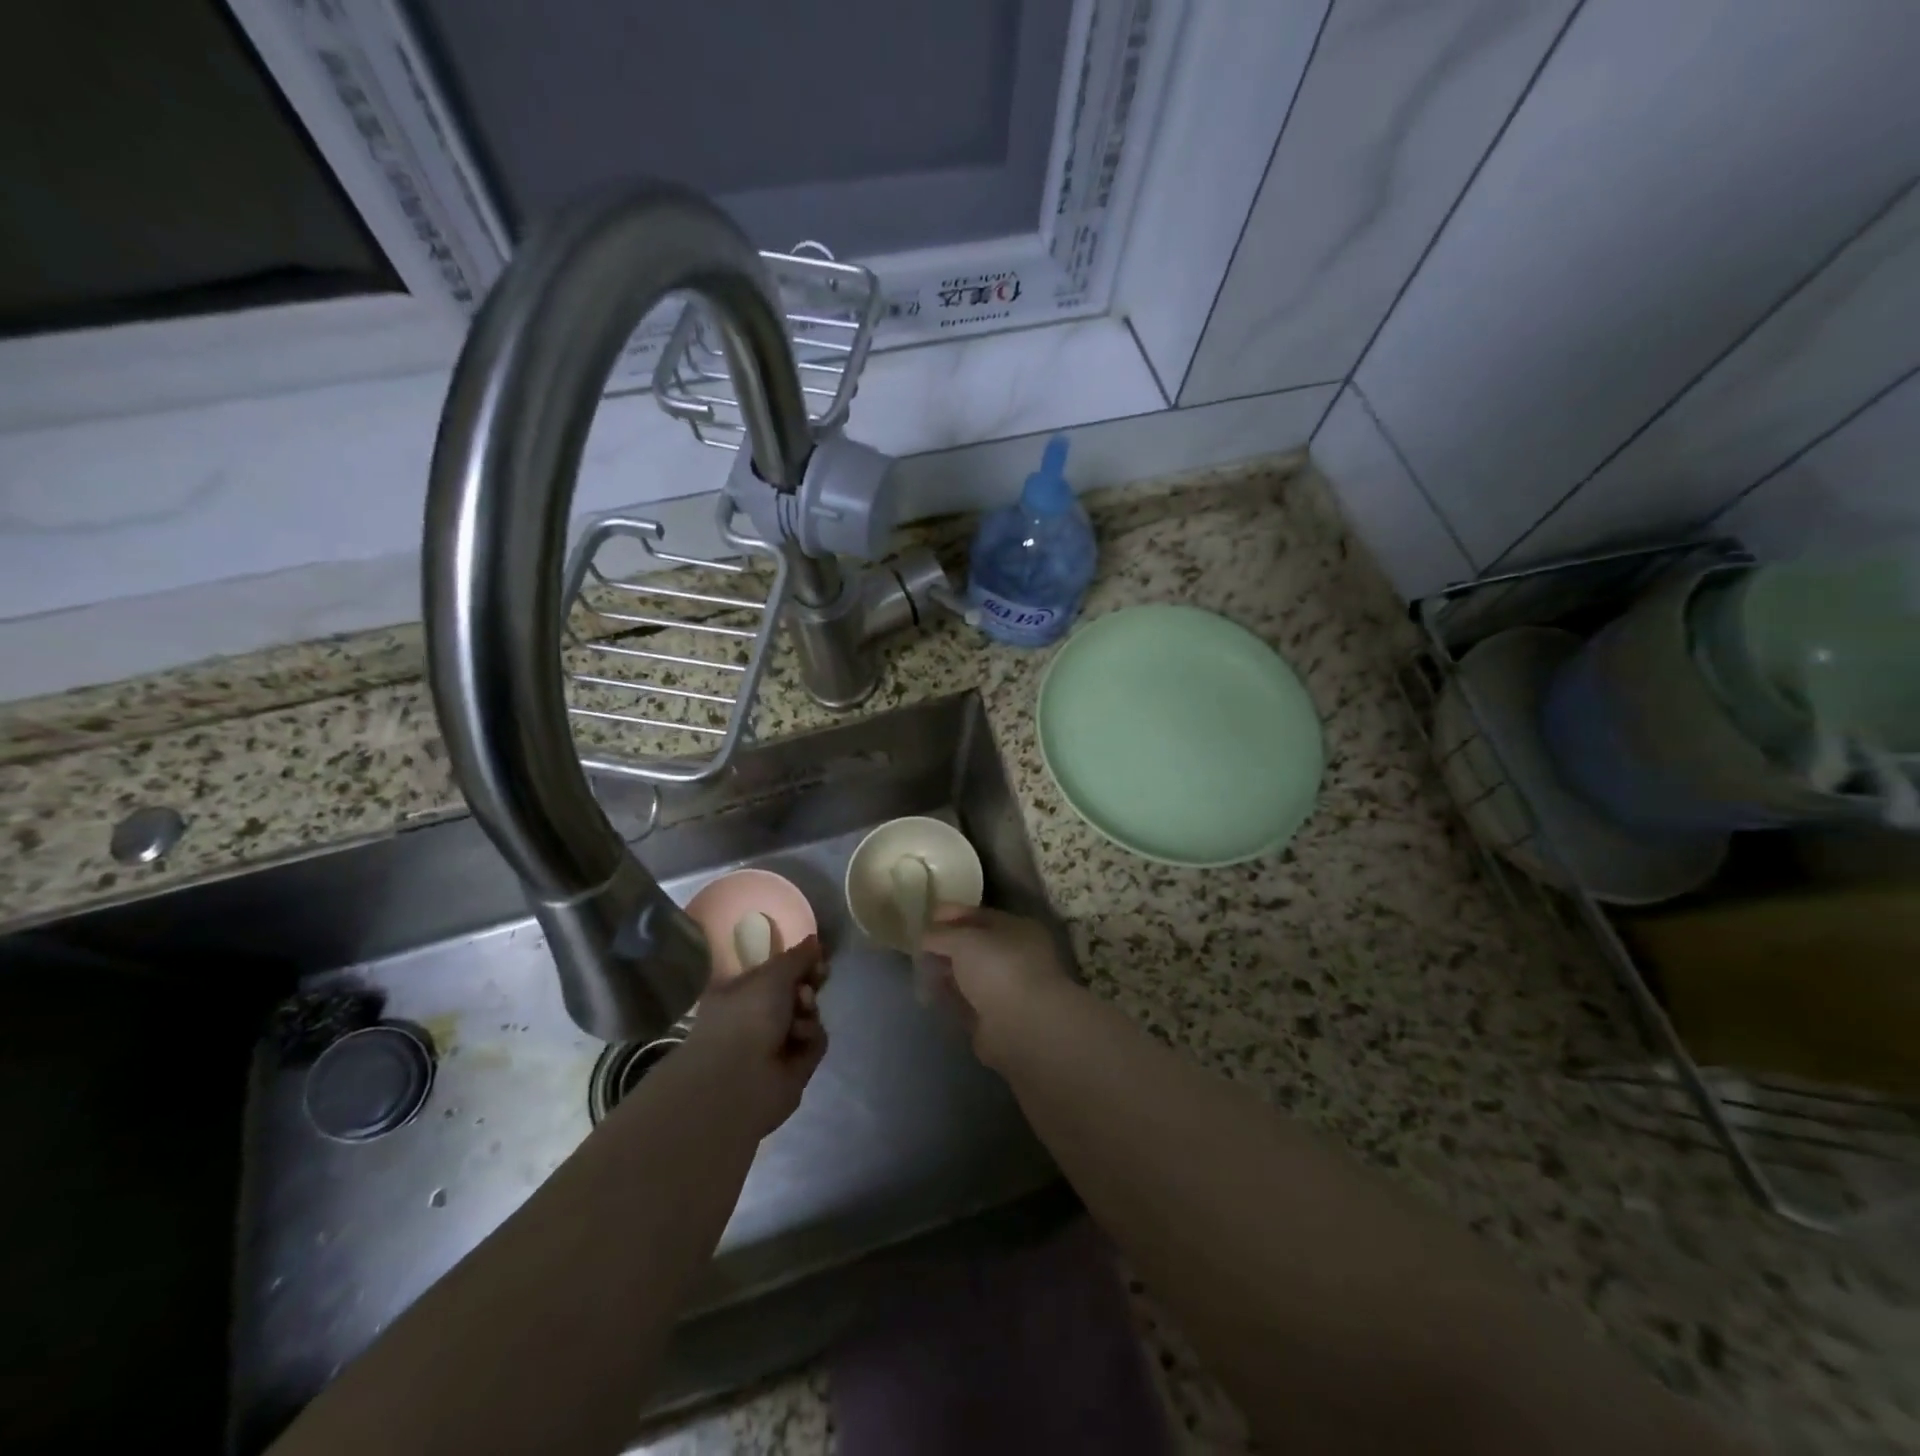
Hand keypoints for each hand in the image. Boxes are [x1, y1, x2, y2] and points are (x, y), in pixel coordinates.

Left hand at [680, 936, 829, 1136]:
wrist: (740, 1080)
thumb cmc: (747, 1016)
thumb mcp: (773, 975)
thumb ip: (798, 957)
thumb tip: (815, 940)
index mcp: (740, 993)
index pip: (775, 973)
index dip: (797, 963)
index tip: (817, 956)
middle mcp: (755, 1018)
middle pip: (795, 993)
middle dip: (808, 985)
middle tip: (817, 978)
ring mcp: (774, 1044)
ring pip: (808, 1016)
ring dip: (809, 1011)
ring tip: (801, 1016)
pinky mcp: (793, 1067)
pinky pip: (814, 1042)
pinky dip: (811, 1038)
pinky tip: (799, 1040)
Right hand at [918, 907, 1070, 1067]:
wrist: (1022, 1027)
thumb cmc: (999, 968)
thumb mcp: (964, 939)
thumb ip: (941, 934)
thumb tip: (925, 936)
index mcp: (1017, 930)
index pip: (981, 916)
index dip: (953, 914)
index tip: (927, 916)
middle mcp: (1014, 957)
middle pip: (974, 946)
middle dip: (946, 944)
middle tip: (918, 944)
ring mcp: (1004, 989)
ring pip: (968, 974)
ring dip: (945, 970)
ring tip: (919, 968)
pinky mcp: (992, 1019)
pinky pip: (964, 1001)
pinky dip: (947, 996)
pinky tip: (927, 992)